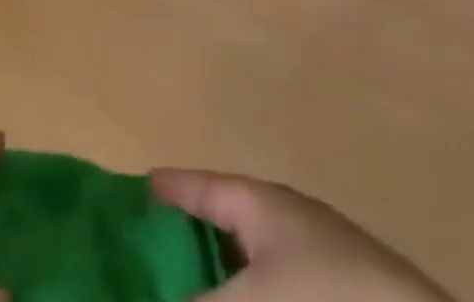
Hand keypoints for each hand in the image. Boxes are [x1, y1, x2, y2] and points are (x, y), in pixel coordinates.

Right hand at [151, 168, 449, 301]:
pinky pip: (275, 289)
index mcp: (263, 204)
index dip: (173, 187)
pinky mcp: (333, 295)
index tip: (140, 184)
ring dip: (222, 279)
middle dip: (192, 240)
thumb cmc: (324, 295)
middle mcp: (287, 224)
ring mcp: (314, 263)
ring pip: (252, 266)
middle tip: (150, 254)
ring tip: (190, 288)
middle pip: (227, 225)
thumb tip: (163, 300)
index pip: (206, 186)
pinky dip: (250, 296)